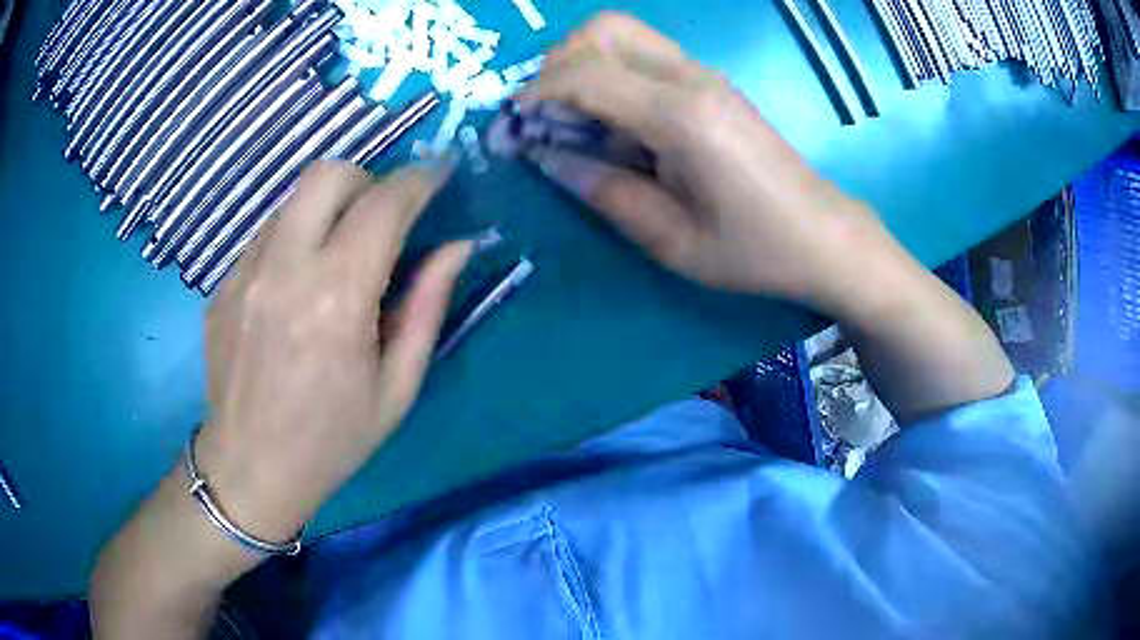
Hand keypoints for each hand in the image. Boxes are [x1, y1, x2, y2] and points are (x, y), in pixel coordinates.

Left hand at [197, 160, 470, 541]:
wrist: (249, 468)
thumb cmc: (332, 440)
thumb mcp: (397, 387)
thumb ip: (427, 307)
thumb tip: (456, 246)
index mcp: (335, 299)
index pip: (383, 206)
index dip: (419, 181)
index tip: (439, 175)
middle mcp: (284, 269)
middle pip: (328, 175)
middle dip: (367, 180)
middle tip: (383, 216)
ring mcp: (244, 272)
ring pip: (294, 199)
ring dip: (329, 208)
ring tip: (340, 253)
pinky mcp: (223, 283)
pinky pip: (267, 234)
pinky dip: (296, 238)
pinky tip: (298, 285)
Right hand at [515, 13, 888, 312]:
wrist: (822, 236)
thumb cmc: (753, 250)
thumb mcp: (671, 240)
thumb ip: (603, 191)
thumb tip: (546, 156)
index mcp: (681, 117)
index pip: (585, 76)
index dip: (533, 98)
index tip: (509, 133)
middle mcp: (691, 78)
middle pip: (603, 30)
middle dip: (556, 66)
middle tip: (543, 119)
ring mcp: (705, 74)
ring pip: (623, 33)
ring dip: (582, 63)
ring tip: (572, 119)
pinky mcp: (711, 82)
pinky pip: (644, 54)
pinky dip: (610, 72)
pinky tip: (613, 120)